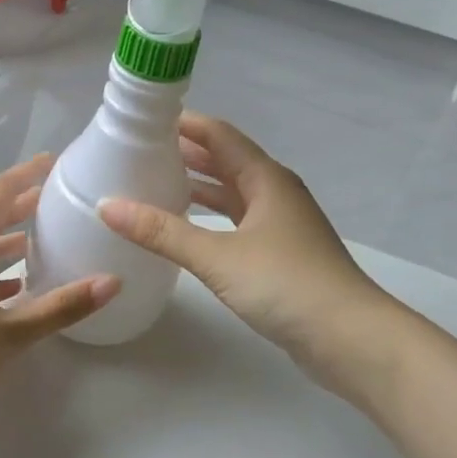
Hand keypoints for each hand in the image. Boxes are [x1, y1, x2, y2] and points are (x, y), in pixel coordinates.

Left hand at [0, 155, 119, 395]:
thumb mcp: (13, 332)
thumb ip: (63, 307)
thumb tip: (112, 282)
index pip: (1, 191)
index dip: (28, 173)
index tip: (54, 162)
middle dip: (22, 205)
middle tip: (54, 201)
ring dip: (7, 239)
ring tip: (38, 242)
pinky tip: (12, 288)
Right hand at [98, 113, 391, 390]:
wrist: (350, 338)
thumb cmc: (286, 285)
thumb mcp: (217, 256)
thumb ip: (162, 232)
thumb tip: (107, 206)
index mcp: (266, 179)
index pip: (219, 135)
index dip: (184, 124)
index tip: (143, 119)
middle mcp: (275, 193)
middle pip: (226, 161)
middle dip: (186, 153)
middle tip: (139, 152)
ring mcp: (281, 225)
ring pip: (233, 193)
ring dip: (198, 186)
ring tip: (155, 182)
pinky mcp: (280, 254)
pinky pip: (237, 222)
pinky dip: (210, 218)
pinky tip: (187, 229)